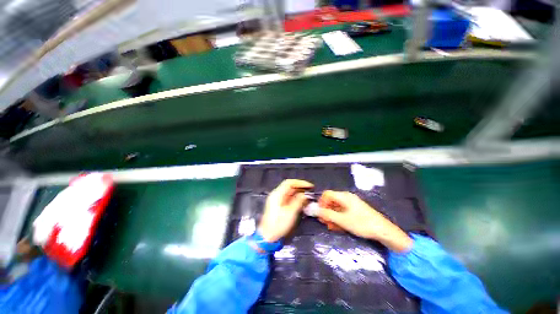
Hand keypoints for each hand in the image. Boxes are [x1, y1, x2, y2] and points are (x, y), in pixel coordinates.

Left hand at [258, 179, 313, 241]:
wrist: (267, 237)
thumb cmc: (278, 224)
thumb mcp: (291, 212)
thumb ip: (298, 201)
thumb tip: (306, 194)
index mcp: (277, 194)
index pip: (289, 183)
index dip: (300, 183)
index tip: (310, 186)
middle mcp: (276, 195)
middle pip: (289, 187)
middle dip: (300, 188)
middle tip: (311, 191)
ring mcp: (277, 200)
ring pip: (289, 193)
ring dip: (299, 193)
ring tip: (308, 196)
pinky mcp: (278, 206)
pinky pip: (288, 198)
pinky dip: (296, 199)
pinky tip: (302, 202)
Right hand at [317, 190, 412, 252]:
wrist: (383, 231)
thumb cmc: (362, 223)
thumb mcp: (342, 220)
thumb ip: (327, 214)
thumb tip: (314, 209)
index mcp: (344, 196)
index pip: (327, 194)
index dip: (321, 202)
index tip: (319, 213)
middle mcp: (346, 198)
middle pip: (331, 201)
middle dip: (326, 211)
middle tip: (323, 222)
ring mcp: (351, 204)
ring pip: (336, 207)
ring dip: (331, 216)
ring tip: (330, 226)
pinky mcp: (354, 210)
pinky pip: (342, 212)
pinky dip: (338, 218)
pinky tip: (337, 227)